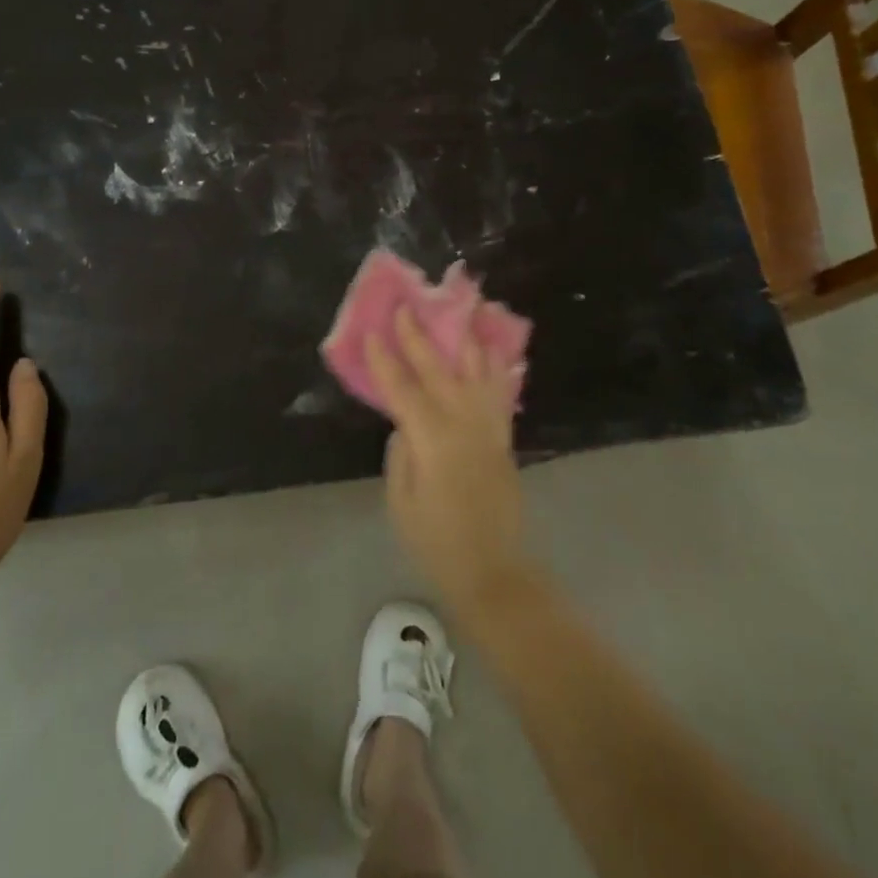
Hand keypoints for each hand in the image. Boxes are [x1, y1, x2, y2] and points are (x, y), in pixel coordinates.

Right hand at [365, 307, 531, 619]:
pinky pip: (500, 392)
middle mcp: (463, 424)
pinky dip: (495, 367)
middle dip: (420, 337)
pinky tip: (492, 350)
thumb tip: (405, 424)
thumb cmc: (435, 540)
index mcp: (432, 440)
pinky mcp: (503, 438)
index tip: (374, 331)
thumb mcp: (400, 500)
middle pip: (439, 370)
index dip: (385, 360)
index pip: (403, 389)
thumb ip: (401, 453)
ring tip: (458, 312)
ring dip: (465, 340)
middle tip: (406, 308)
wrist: (490, 569)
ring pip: (477, 372)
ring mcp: (488, 428)